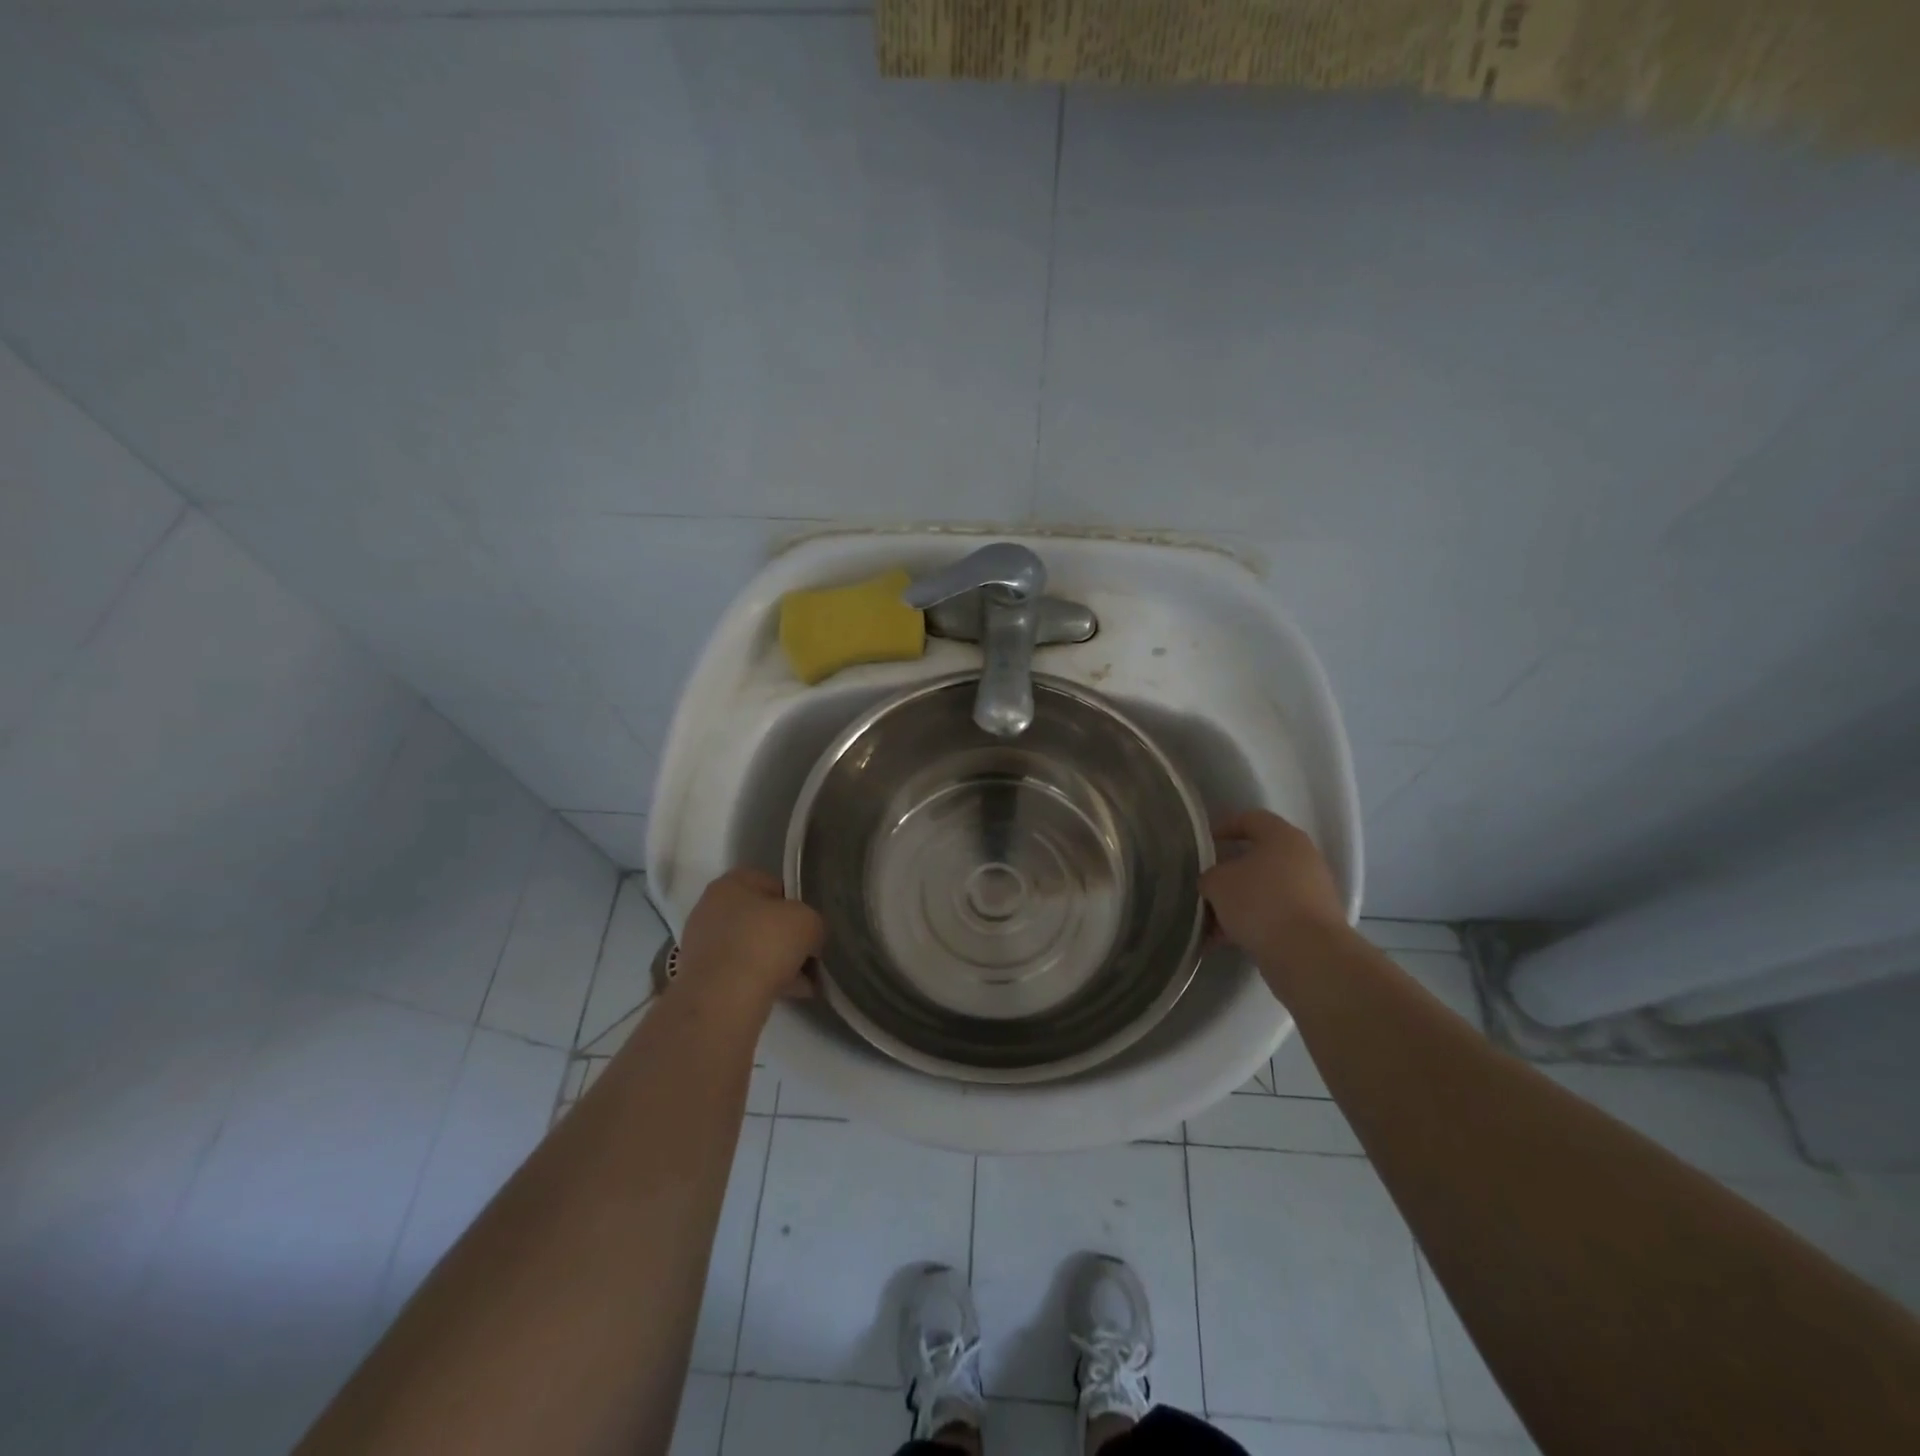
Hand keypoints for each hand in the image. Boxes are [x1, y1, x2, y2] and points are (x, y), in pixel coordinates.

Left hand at [675, 868, 824, 1014]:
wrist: (724, 1000)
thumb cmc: (765, 943)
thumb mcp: (808, 922)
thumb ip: (814, 922)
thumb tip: (811, 937)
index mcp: (730, 885)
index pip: (770, 883)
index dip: (796, 901)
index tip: (811, 921)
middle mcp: (710, 910)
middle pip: (760, 918)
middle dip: (787, 936)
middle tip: (810, 952)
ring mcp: (703, 947)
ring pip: (752, 948)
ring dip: (778, 962)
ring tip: (807, 981)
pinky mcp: (703, 979)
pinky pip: (742, 974)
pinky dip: (765, 981)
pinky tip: (792, 994)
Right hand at [1201, 810, 1350, 963]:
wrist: (1308, 955)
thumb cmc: (1260, 903)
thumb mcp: (1217, 883)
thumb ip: (1210, 876)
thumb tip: (1214, 883)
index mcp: (1283, 837)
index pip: (1251, 819)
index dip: (1224, 827)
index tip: (1204, 843)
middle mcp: (1303, 859)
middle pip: (1257, 859)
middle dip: (1228, 874)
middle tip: (1205, 886)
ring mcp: (1312, 892)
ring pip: (1264, 891)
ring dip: (1236, 904)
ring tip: (1209, 924)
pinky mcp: (1313, 923)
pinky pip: (1274, 915)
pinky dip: (1250, 924)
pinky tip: (1224, 942)